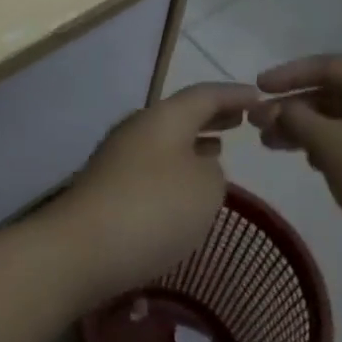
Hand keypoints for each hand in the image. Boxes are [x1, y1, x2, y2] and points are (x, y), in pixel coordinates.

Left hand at [46, 82, 259, 305]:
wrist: (82, 248)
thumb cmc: (154, 209)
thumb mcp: (206, 188)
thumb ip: (213, 170)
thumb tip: (198, 164)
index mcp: (164, 117)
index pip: (204, 94)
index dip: (233, 94)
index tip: (259, 97)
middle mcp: (138, 127)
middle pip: (180, 113)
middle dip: (211, 116)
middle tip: (239, 119)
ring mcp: (118, 155)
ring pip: (165, 139)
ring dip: (193, 141)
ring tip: (219, 148)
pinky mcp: (108, 185)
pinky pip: (152, 163)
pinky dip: (176, 165)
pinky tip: (185, 185)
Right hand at [251, 55, 341, 297]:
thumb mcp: (332, 146)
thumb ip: (296, 119)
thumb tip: (276, 109)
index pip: (328, 65)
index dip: (288, 74)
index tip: (256, 89)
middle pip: (338, 93)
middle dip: (295, 107)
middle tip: (259, 125)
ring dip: (310, 130)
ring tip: (276, 147)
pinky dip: (334, 148)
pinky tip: (315, 165)